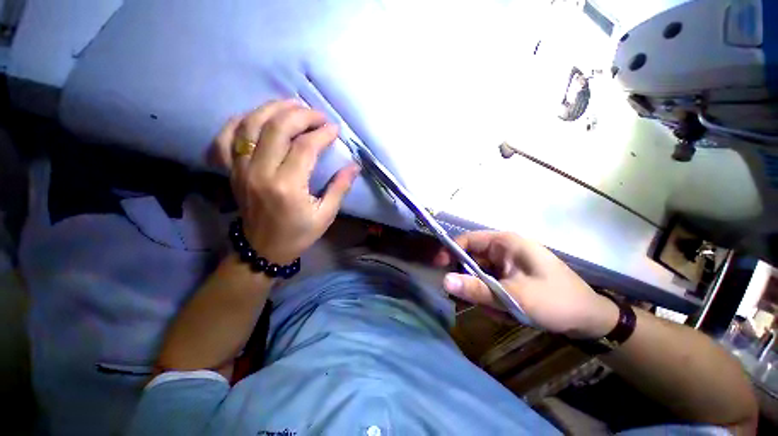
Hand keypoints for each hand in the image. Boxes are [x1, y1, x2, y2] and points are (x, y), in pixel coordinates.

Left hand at [214, 100, 359, 264]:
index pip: (305, 147)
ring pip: (251, 124)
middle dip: (301, 114)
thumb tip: (354, 166)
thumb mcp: (326, 214)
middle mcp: (260, 173)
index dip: (322, 133)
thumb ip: (340, 187)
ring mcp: (241, 169)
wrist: (263, 248)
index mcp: (287, 187)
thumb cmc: (299, 233)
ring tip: (293, 106)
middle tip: (318, 116)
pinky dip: (241, 121)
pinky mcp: (231, 170)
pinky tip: (258, 117)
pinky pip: (226, 137)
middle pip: (277, 128)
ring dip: (273, 109)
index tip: (334, 130)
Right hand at [435, 231, 618, 337]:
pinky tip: (506, 312)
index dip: (450, 251)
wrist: (590, 321)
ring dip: (484, 294)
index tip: (438, 268)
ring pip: (480, 274)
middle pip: (472, 259)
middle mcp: (504, 249)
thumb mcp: (513, 297)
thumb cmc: (555, 301)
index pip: (467, 240)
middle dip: (470, 281)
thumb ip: (477, 289)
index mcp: (505, 243)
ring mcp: (507, 264)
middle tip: (471, 301)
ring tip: (499, 311)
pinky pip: (490, 284)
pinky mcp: (511, 276)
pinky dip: (493, 298)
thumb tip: (443, 281)